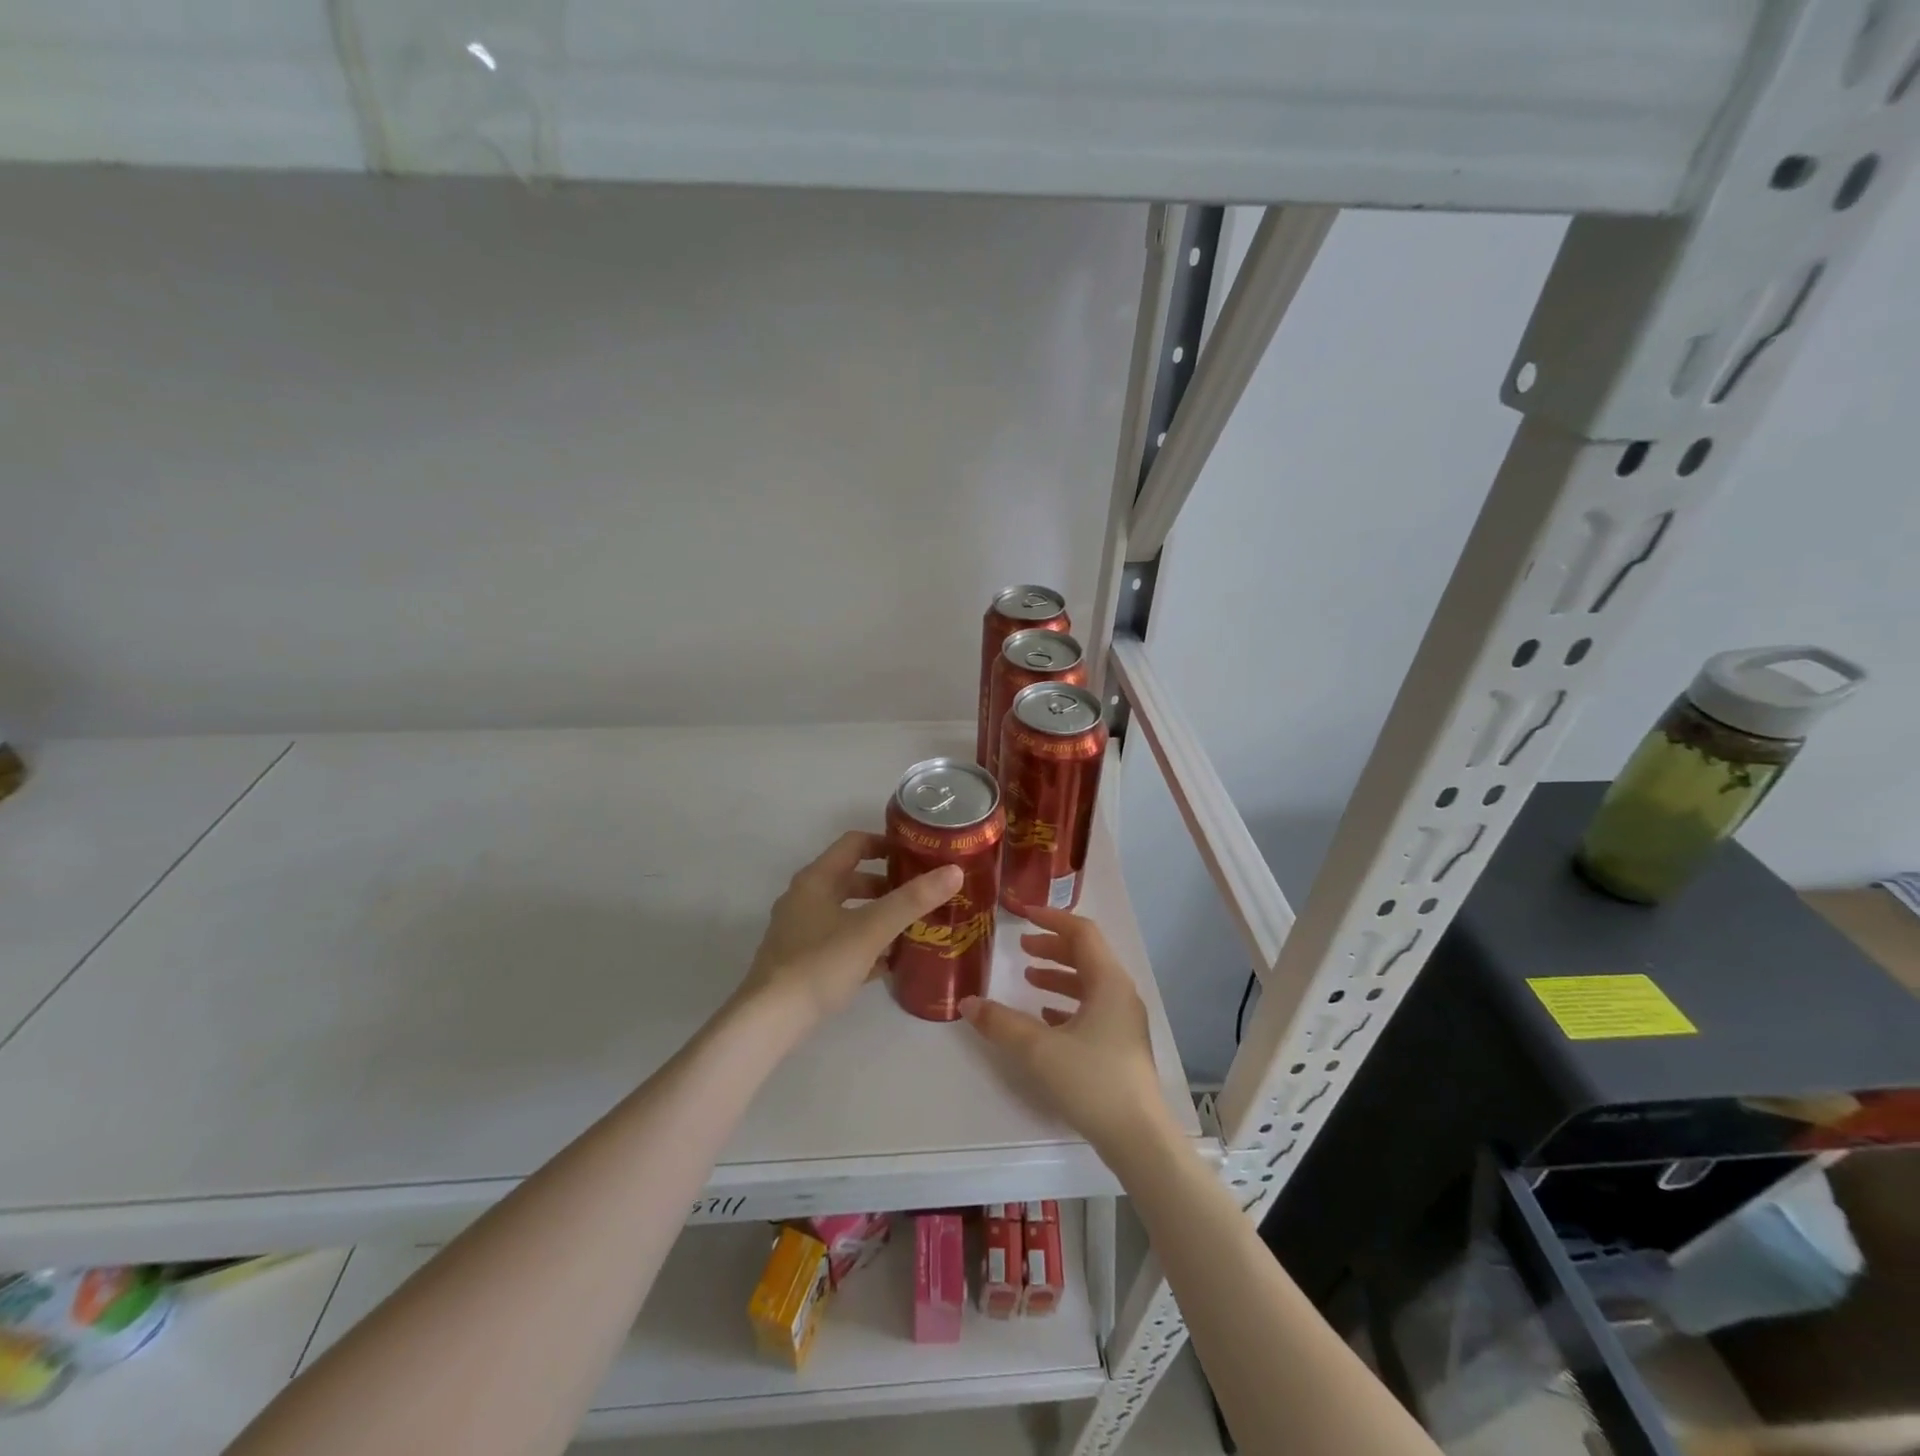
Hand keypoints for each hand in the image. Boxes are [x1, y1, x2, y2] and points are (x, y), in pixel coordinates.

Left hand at [737, 830, 962, 1028]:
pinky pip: (839, 940)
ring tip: (911, 927)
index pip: (855, 844)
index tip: (918, 855)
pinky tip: (887, 962)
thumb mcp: (872, 929)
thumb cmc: (820, 964)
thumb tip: (954, 871)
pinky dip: (863, 942)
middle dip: (887, 885)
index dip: (887, 844)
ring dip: (876, 915)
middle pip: (851, 878)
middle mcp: (804, 898)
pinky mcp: (799, 960)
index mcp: (816, 879)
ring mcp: (799, 930)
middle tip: (920, 895)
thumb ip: (912, 900)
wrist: (769, 1020)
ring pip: (846, 911)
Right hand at [960, 904, 1174, 1156]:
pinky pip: (1093, 1010)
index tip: (1024, 914)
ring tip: (1029, 978)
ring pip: (1089, 984)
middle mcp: (1120, 994)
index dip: (1052, 919)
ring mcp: (1124, 1021)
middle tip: (1021, 947)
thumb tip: (968, 1002)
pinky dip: (1067, 1004)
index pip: (1082, 933)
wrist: (1140, 1138)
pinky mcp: (1121, 1046)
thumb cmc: (1092, 1081)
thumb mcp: (1039, 1050)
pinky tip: (1045, 1018)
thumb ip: (1001, 1023)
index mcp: (1108, 982)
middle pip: (1086, 956)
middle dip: (1053, 947)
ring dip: (1059, 976)